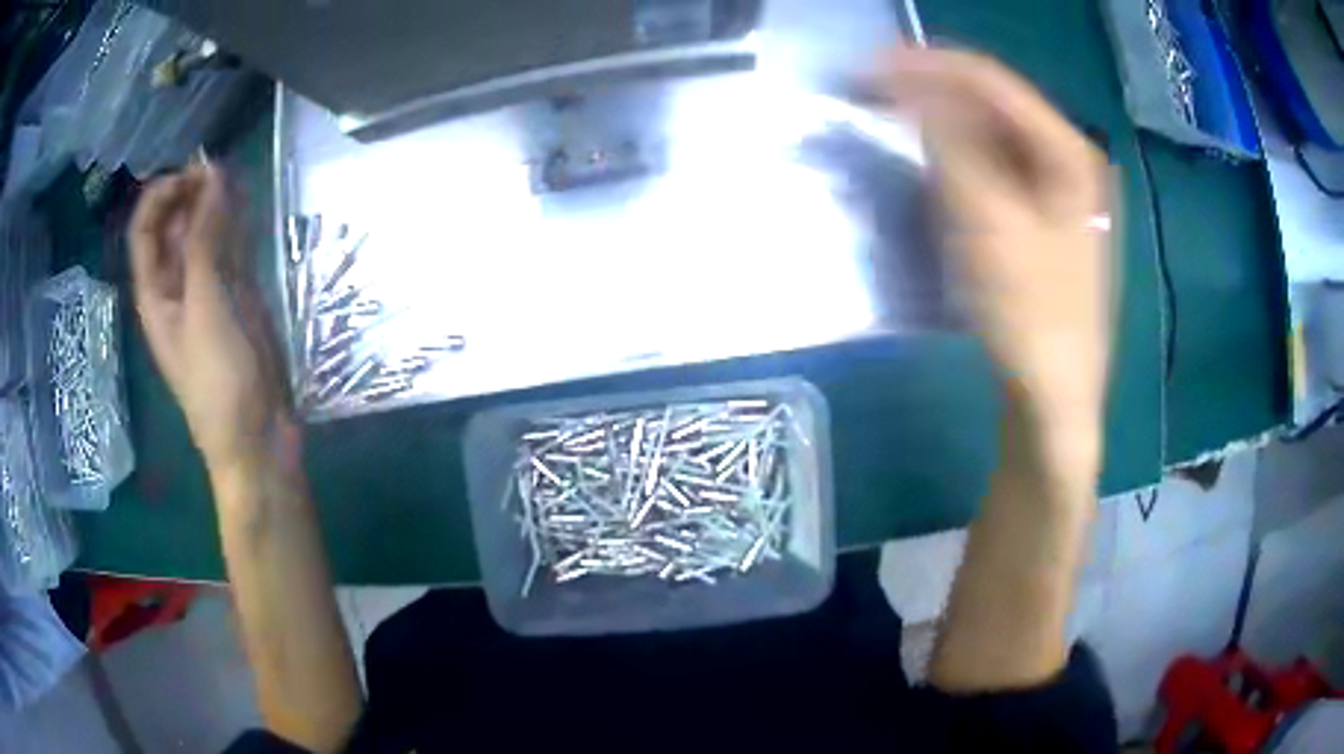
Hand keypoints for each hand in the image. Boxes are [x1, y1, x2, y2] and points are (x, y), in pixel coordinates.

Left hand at [130, 162, 282, 474]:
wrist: (255, 437)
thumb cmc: (218, 381)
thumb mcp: (205, 308)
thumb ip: (206, 242)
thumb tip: (213, 176)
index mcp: (154, 292)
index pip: (144, 228)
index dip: (162, 194)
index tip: (193, 173)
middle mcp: (175, 285)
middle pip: (173, 225)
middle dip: (190, 192)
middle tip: (220, 171)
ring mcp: (206, 290)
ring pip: (203, 233)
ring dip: (215, 204)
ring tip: (236, 179)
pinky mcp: (236, 297)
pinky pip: (230, 251)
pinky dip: (236, 225)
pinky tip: (247, 206)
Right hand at [875, 48, 1111, 459]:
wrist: (1055, 397)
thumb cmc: (1031, 313)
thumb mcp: (987, 222)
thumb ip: (949, 146)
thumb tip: (912, 92)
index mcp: (1069, 152)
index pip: (993, 83)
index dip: (930, 67)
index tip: (870, 67)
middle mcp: (1070, 161)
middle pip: (994, 106)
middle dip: (933, 94)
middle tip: (874, 93)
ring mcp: (1060, 192)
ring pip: (992, 137)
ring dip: (941, 126)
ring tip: (891, 121)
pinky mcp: (1044, 220)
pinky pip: (995, 170)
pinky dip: (957, 161)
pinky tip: (928, 165)